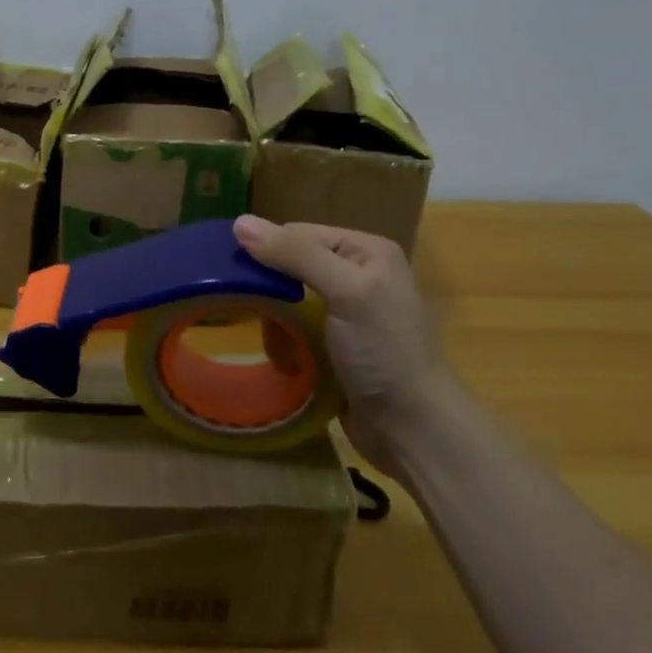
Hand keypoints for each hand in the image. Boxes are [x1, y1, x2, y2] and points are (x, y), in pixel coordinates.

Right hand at [233, 215, 456, 476]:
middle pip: (289, 267)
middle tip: (257, 317)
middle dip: (271, 294)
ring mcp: (346, 312)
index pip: (298, 233)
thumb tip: (239, 223)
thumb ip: (296, 255)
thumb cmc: (384, 352)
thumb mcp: (346, 293)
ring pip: (286, 301)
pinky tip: (289, 362)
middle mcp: (356, 274)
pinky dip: (284, 344)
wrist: (414, 429)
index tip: (237, 277)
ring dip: (276, 324)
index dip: (267, 251)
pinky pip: (293, 330)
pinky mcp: (335, 345)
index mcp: (365, 251)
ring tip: (280, 347)